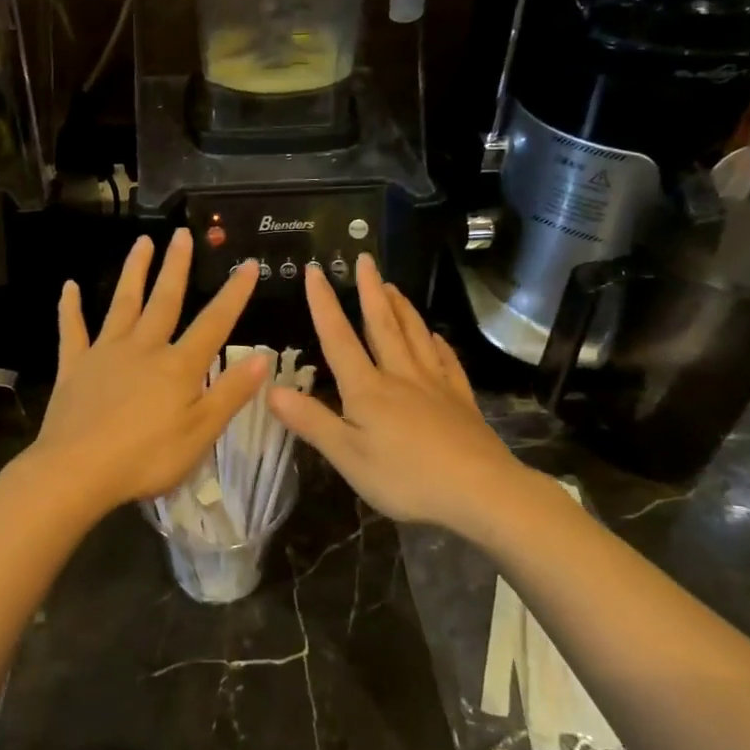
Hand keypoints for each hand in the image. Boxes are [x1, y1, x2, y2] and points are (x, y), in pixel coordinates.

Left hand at [29, 229, 269, 518]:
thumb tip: (264, 356)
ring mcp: (105, 354)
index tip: (248, 265)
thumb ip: (231, 393)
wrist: (76, 471)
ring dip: (133, 272)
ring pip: (122, 304)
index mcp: (178, 366)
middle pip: (164, 301)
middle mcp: (143, 349)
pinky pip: (73, 331)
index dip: (234, 294)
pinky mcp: (74, 367)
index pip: (214, 323)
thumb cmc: (146, 458)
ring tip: (141, 242)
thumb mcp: (201, 432)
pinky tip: (69, 287)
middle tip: (182, 234)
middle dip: (176, 267)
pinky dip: (70, 308)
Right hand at [268, 255, 531, 533]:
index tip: (314, 270)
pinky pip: (446, 362)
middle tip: (365, 259)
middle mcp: (400, 376)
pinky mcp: (460, 400)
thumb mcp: (348, 456)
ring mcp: (434, 385)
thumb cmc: (406, 477)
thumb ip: (311, 421)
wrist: (479, 491)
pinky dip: (438, 344)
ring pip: (415, 335)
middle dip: (370, 291)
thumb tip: (270, 388)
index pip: (339, 338)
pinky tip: (435, 335)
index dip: (324, 304)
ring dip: (401, 307)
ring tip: (393, 285)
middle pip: (383, 325)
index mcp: (368, 388)